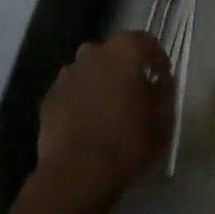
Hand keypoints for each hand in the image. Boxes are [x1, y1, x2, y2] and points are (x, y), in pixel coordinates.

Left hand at [34, 31, 173, 213]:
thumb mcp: (163, 118)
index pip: (145, 41)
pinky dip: (80, 100)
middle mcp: (92, 53)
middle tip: (134, 94)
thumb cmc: (128, 140)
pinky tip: (86, 124)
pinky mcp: (49, 97)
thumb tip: (160, 77)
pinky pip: (72, 91)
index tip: (161, 76)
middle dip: (125, 68)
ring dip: (100, 83)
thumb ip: (165, 89)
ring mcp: (67, 74)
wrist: (77, 173)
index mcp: (124, 51)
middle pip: (114, 53)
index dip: (156, 57)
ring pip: (90, 71)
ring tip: (108, 111)